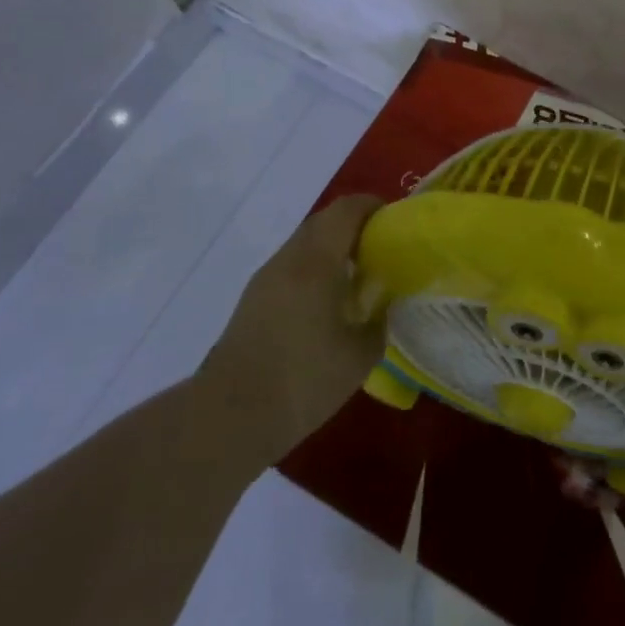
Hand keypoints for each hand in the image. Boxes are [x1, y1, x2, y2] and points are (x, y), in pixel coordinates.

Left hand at [197, 195, 387, 460]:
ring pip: (304, 244)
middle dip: (354, 226)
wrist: (229, 418)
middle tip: (381, 250)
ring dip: (331, 248)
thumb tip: (382, 303)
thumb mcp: (360, 355)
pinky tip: (326, 304)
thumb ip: (379, 320)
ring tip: (356, 278)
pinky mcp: (252, 301)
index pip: (347, 210)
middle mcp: (289, 259)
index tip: (395, 224)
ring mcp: (266, 279)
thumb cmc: (302, 381)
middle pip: (324, 221)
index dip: (373, 207)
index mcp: (317, 261)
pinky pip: (291, 267)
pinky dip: (313, 269)